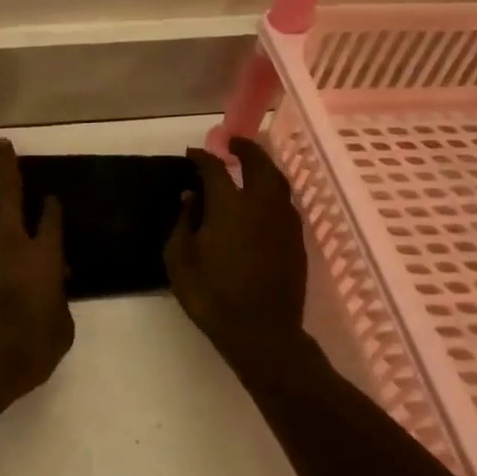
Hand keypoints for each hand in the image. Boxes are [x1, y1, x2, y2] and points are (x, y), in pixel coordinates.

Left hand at [0, 140, 73, 406]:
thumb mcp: (62, 329)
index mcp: (44, 257)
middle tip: (3, 143)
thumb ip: (61, 301)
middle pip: (10, 194)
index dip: (53, 206)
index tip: (52, 197)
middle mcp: (12, 242)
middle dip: (7, 166)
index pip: (52, 220)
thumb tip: (57, 284)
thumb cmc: (28, 350)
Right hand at [164, 137, 311, 373]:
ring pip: (278, 182)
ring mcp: (284, 222)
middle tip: (232, 142)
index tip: (192, 154)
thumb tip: (191, 196)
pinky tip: (262, 200)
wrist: (262, 333)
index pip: (215, 168)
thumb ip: (184, 221)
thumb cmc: (211, 295)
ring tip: (250, 166)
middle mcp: (262, 205)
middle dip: (246, 149)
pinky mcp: (297, 241)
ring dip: (264, 168)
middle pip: (259, 164)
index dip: (202, 157)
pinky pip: (285, 203)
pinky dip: (272, 191)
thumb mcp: (179, 258)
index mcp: (230, 205)